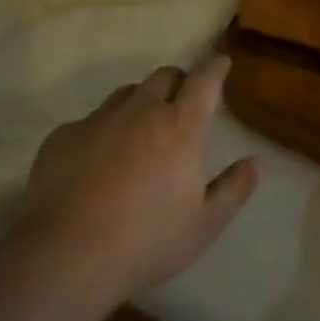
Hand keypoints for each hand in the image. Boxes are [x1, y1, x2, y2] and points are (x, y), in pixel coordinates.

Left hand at [18, 54, 261, 298]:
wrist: (66, 257)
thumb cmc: (147, 242)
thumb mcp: (205, 225)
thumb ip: (234, 188)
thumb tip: (256, 161)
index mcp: (181, 127)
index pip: (204, 79)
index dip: (215, 67)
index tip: (220, 63)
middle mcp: (140, 111)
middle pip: (165, 76)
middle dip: (179, 84)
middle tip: (182, 109)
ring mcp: (98, 120)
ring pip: (127, 93)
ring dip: (141, 103)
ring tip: (141, 134)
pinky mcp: (63, 136)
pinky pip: (90, 120)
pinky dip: (103, 131)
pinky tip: (97, 164)